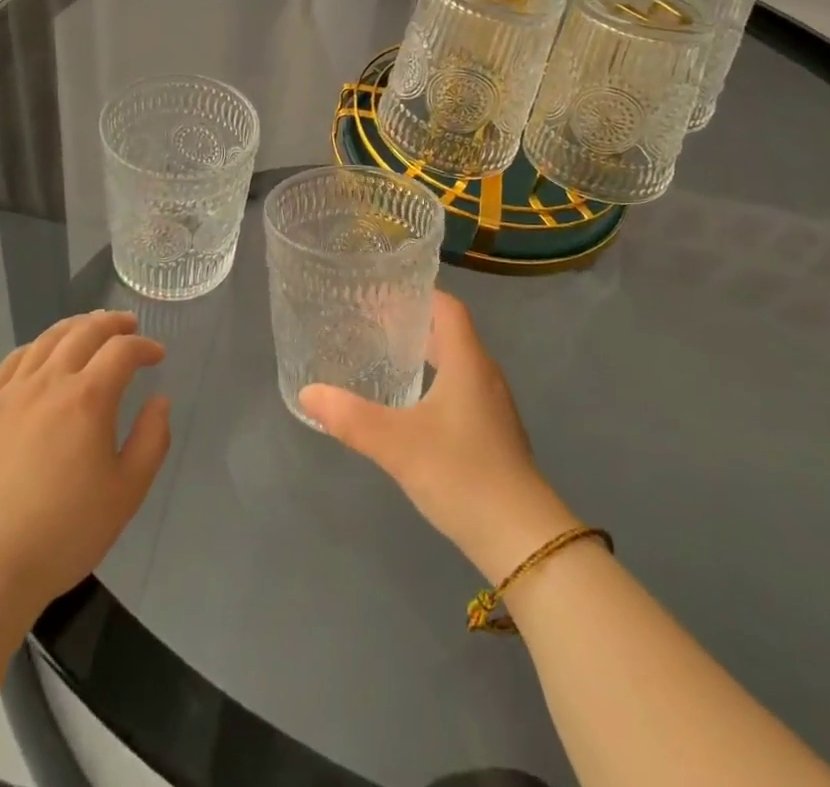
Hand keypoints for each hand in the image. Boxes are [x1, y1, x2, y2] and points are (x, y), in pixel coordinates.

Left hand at [0, 311, 170, 613]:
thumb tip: (160, 401)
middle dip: (112, 323)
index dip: (144, 346)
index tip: (157, 356)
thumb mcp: (126, 493)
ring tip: (89, 328)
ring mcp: (10, 394)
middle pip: (84, 332)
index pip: (122, 350)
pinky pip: (11, 362)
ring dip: (74, 327)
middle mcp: (49, 383)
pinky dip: (35, 348)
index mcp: (87, 399)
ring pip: (46, 340)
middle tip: (128, 325)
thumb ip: (151, 440)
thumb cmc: (63, 534)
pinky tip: (41, 355)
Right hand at [300, 292, 580, 580]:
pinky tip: (412, 405)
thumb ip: (350, 417)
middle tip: (373, 322)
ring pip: (457, 363)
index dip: (419, 293)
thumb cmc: (461, 474)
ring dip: (426, 353)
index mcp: (467, 362)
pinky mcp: (494, 434)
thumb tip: (308, 393)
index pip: (448, 307)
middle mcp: (484, 374)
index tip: (383, 291)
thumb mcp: (397, 444)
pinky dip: (436, 382)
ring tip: (387, 357)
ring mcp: (493, 406)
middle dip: (414, 324)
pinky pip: (462, 389)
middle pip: (450, 333)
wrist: (521, 538)